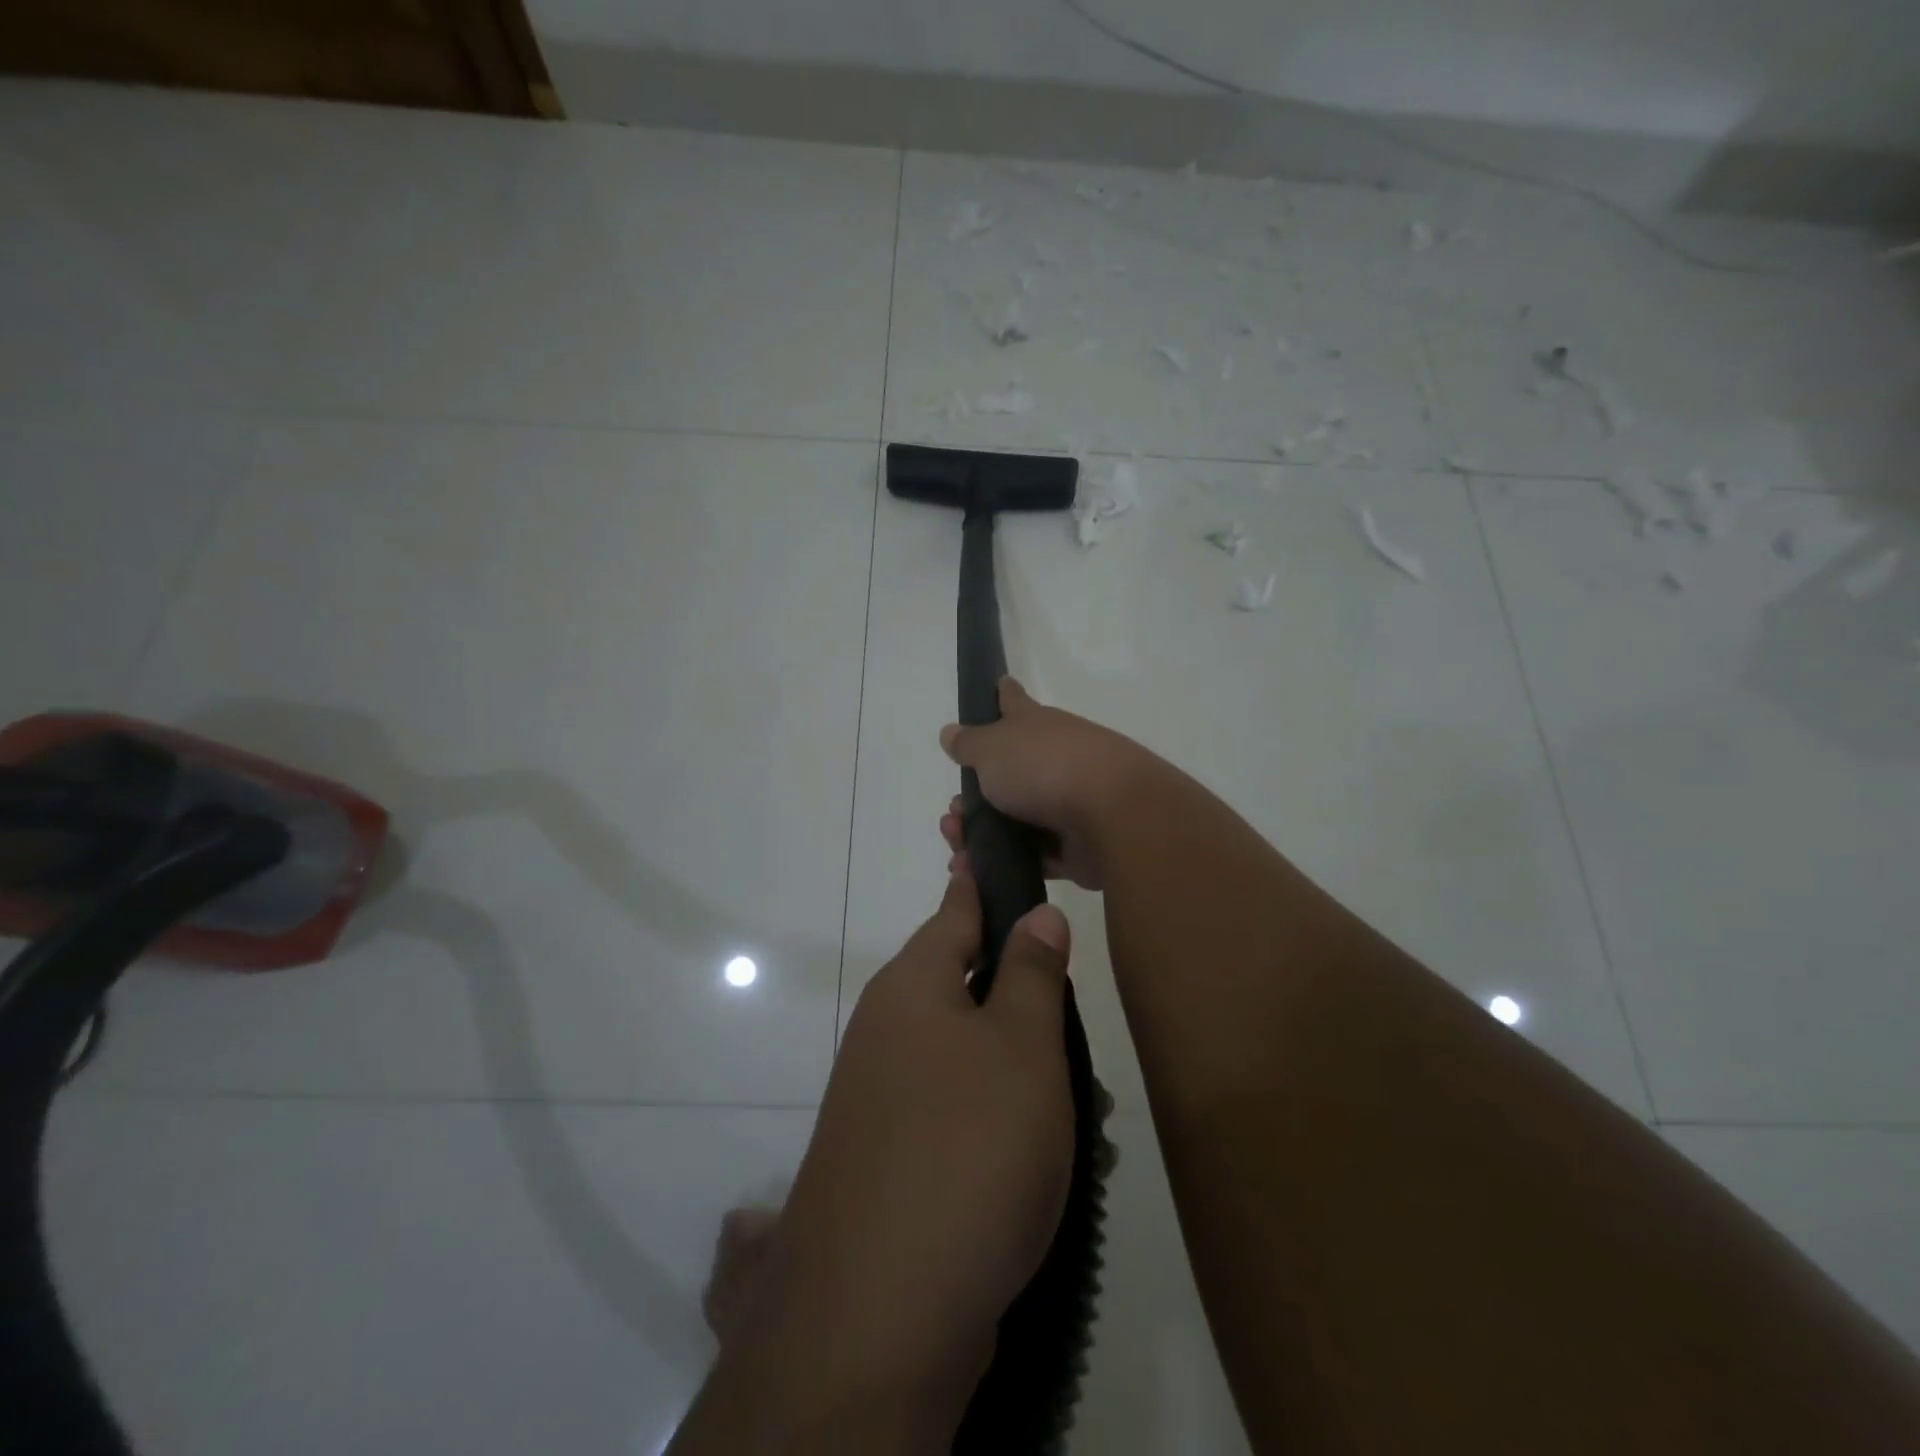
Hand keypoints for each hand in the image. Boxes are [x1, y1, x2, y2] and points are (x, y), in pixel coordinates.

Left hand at [715, 868, 1074, 1433]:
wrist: (878, 1313)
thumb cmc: (967, 1148)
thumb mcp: (1020, 1048)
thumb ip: (1030, 973)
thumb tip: (1035, 913)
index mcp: (913, 986)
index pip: (956, 908)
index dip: (985, 880)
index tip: (1003, 850)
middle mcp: (889, 1030)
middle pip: (969, 987)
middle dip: (1029, 1005)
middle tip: (1083, 1039)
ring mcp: (884, 1095)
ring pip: (971, 1056)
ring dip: (1026, 1075)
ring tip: (1085, 1117)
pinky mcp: (892, 1156)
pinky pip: (959, 1112)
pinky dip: (1003, 1123)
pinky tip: (1047, 1165)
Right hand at [939, 677, 1156, 889]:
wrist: (1112, 815)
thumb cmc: (1044, 767)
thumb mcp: (992, 748)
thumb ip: (968, 743)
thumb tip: (950, 732)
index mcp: (1034, 726)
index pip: (1013, 701)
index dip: (1001, 694)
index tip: (996, 686)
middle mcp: (1053, 758)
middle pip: (1007, 772)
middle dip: (973, 795)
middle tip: (952, 815)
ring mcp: (1066, 802)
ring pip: (1015, 818)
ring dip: (982, 834)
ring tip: (958, 850)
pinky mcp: (1075, 844)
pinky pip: (1032, 855)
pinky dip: (1005, 863)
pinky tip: (978, 872)